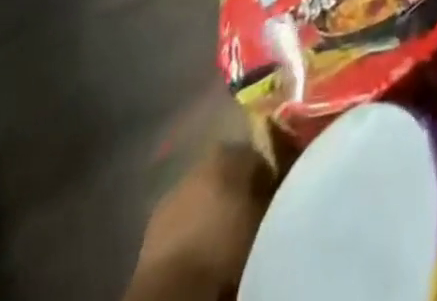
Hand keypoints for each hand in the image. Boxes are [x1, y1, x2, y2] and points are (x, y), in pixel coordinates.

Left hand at [129, 144, 274, 300]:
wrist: (172, 287)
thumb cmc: (225, 244)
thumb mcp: (263, 215)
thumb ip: (274, 190)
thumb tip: (282, 182)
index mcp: (229, 150)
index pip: (258, 152)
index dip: (270, 173)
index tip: (278, 193)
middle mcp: (201, 161)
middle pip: (229, 170)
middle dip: (240, 188)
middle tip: (254, 212)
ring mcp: (174, 190)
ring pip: (205, 192)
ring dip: (215, 206)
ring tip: (228, 232)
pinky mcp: (154, 223)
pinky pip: (185, 215)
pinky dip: (195, 224)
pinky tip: (204, 245)